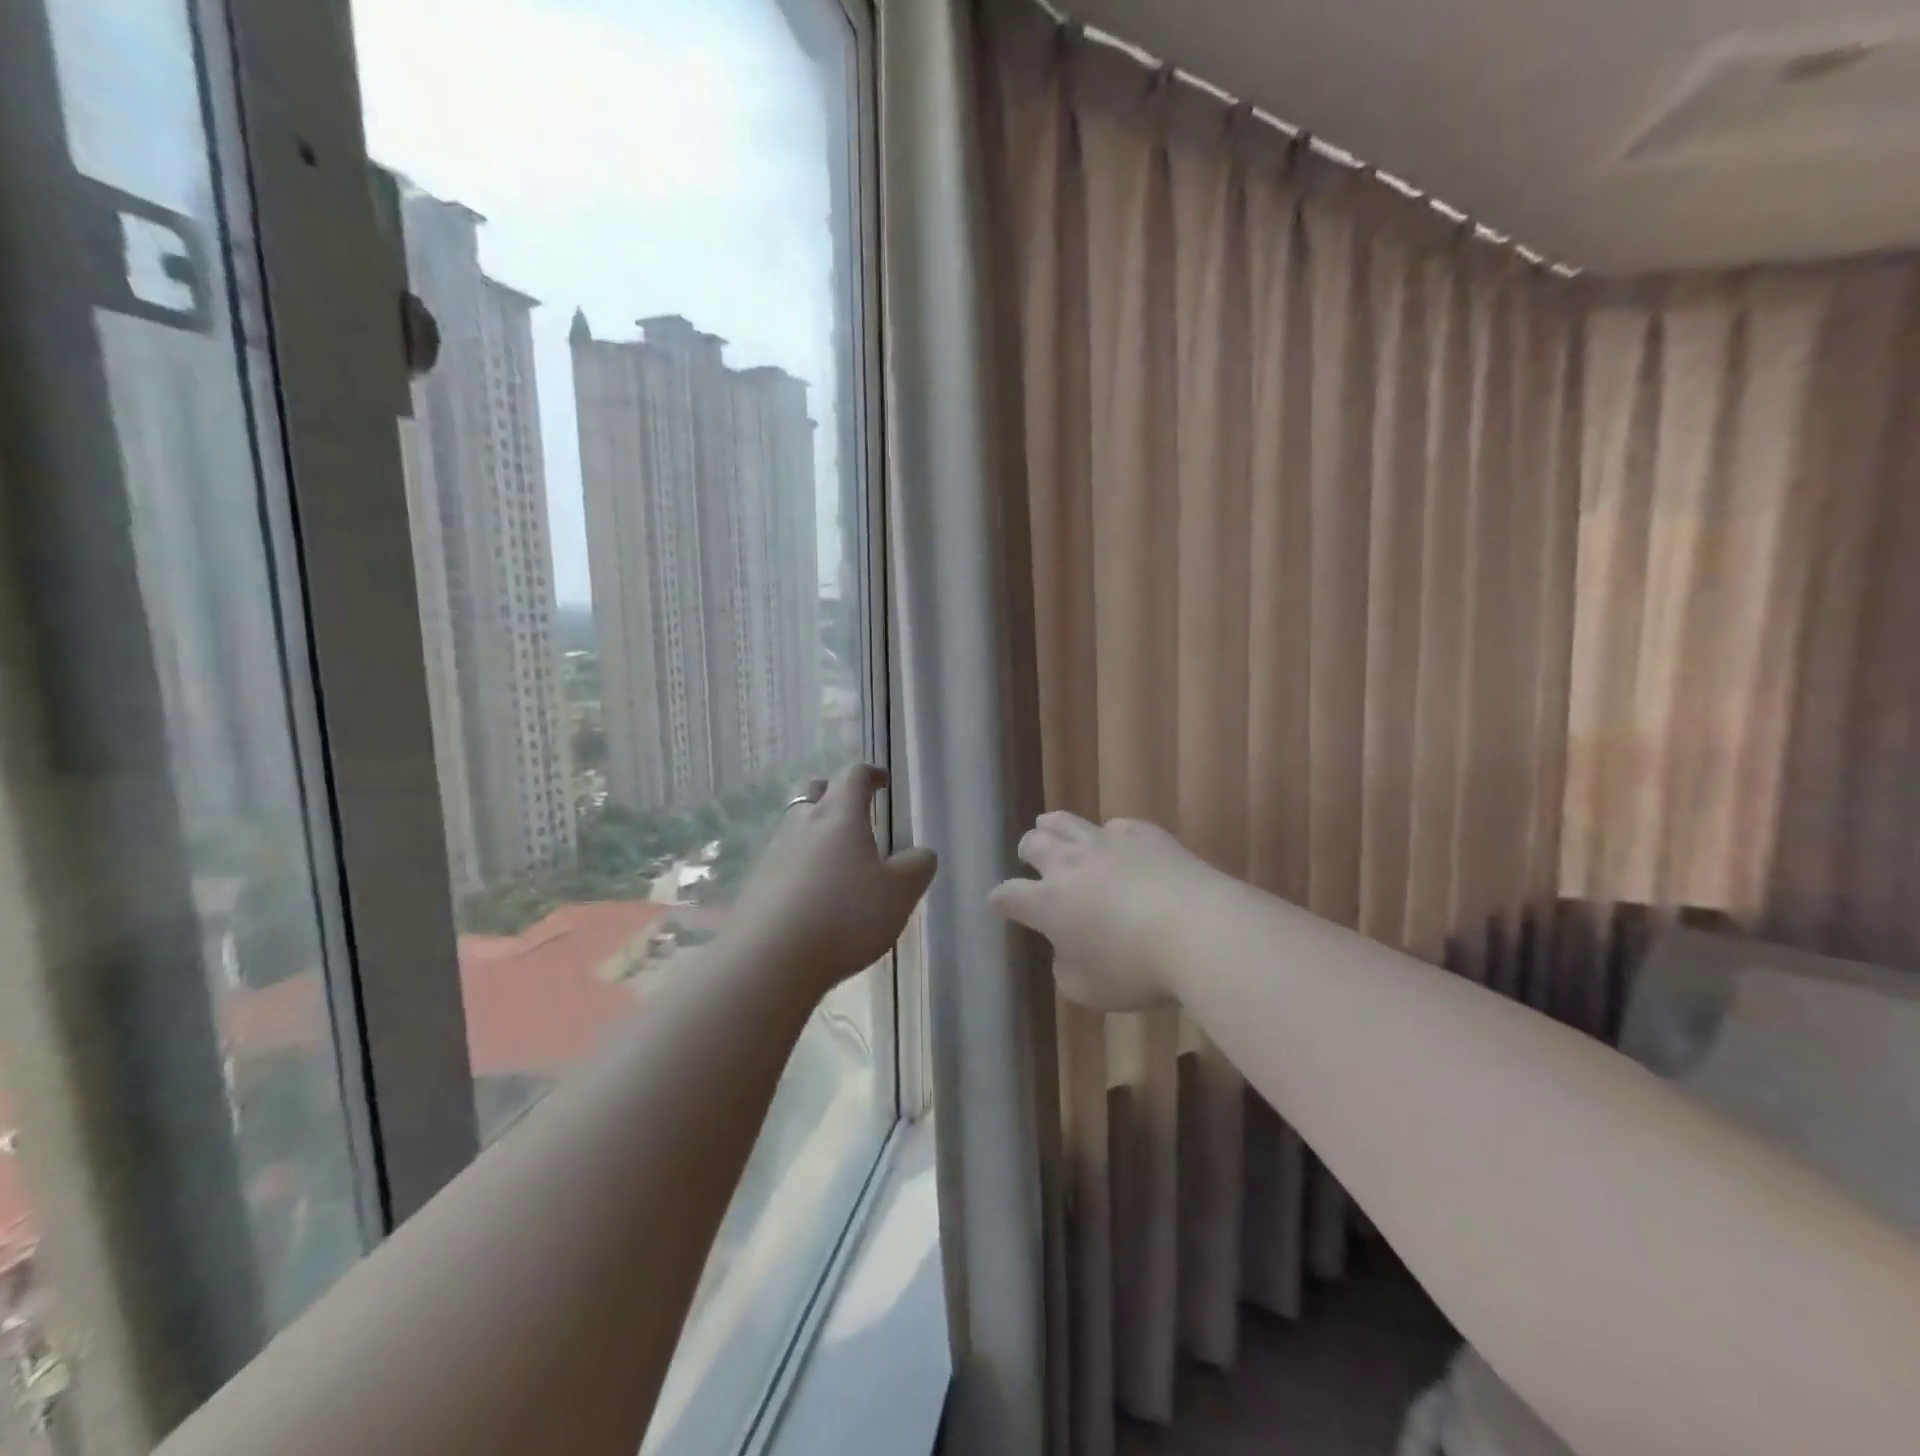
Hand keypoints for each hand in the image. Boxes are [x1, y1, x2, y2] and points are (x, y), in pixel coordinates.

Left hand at [730, 763, 936, 993]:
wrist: (769, 960)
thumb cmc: (845, 916)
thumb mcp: (898, 894)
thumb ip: (916, 868)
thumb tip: (921, 854)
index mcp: (840, 817)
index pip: (853, 777)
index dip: (870, 774)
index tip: (882, 780)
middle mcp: (802, 826)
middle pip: (813, 791)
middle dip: (833, 792)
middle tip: (852, 809)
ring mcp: (773, 855)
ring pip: (794, 826)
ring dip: (814, 832)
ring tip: (836, 858)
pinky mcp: (755, 886)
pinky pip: (781, 862)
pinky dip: (799, 866)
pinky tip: (811, 893)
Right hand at [988, 813, 1228, 1011]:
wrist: (1198, 929)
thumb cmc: (1136, 969)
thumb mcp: (1089, 989)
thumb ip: (1067, 970)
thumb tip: (1066, 953)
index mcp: (1048, 902)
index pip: (1009, 895)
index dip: (999, 899)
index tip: (996, 903)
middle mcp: (1069, 864)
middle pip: (1034, 844)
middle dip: (1026, 851)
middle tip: (1027, 856)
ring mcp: (1106, 843)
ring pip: (1066, 822)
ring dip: (1052, 826)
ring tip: (1048, 826)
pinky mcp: (1143, 834)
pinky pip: (1115, 826)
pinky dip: (1109, 835)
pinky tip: (1115, 841)